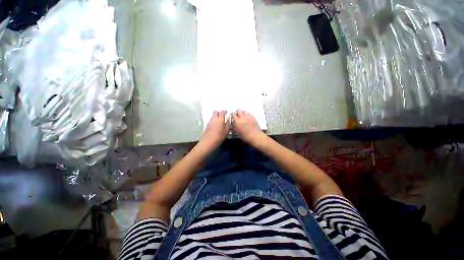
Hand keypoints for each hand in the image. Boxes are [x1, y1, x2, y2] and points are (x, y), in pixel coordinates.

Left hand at [202, 110, 229, 146]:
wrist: (209, 140)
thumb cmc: (220, 136)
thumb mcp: (227, 130)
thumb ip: (228, 124)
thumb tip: (228, 121)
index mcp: (220, 119)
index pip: (222, 112)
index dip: (224, 111)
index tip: (226, 113)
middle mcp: (214, 119)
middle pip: (215, 112)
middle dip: (219, 113)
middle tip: (222, 116)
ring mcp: (210, 121)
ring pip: (213, 116)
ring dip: (216, 117)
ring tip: (219, 122)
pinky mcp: (207, 125)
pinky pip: (211, 121)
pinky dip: (213, 122)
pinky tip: (215, 126)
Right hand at [232, 109, 261, 143]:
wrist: (255, 136)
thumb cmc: (245, 136)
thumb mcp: (238, 132)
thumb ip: (235, 126)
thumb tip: (234, 123)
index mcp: (237, 122)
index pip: (233, 115)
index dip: (232, 115)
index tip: (233, 117)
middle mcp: (242, 117)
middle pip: (239, 110)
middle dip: (237, 112)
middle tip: (238, 116)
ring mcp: (248, 116)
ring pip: (244, 111)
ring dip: (243, 113)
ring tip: (243, 117)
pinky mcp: (253, 117)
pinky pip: (249, 113)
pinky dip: (247, 115)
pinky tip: (247, 118)